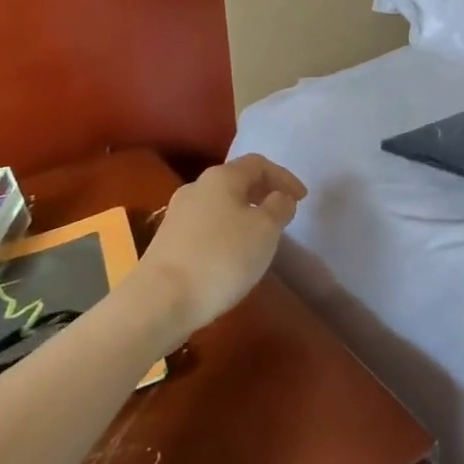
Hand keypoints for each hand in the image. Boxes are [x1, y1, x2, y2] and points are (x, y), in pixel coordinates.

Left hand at [139, 155, 306, 335]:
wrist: (161, 300)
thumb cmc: (221, 258)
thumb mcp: (265, 230)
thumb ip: (279, 207)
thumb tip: (279, 198)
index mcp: (221, 177)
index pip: (258, 164)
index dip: (284, 177)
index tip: (302, 199)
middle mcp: (196, 187)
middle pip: (236, 181)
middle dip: (263, 194)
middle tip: (283, 213)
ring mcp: (178, 214)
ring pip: (220, 204)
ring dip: (244, 213)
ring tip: (261, 236)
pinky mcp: (169, 241)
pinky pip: (207, 226)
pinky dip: (227, 231)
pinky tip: (233, 254)